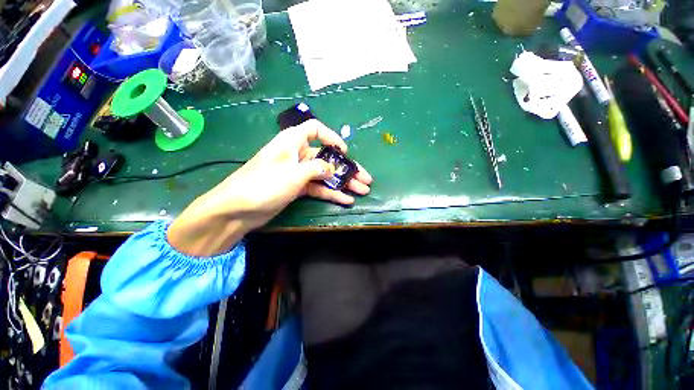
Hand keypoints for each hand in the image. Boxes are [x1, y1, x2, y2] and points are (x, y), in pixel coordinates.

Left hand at [168, 120, 372, 255]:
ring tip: (362, 190)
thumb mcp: (294, 173)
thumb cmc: (264, 184)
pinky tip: (346, 199)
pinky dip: (331, 193)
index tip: (345, 152)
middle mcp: (297, 155)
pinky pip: (318, 188)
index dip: (332, 137)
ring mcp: (298, 173)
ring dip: (344, 183)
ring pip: (325, 175)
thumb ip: (317, 168)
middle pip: (327, 158)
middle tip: (366, 179)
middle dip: (347, 169)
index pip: (315, 130)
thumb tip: (332, 168)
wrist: (238, 210)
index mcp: (292, 142)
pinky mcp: (297, 188)